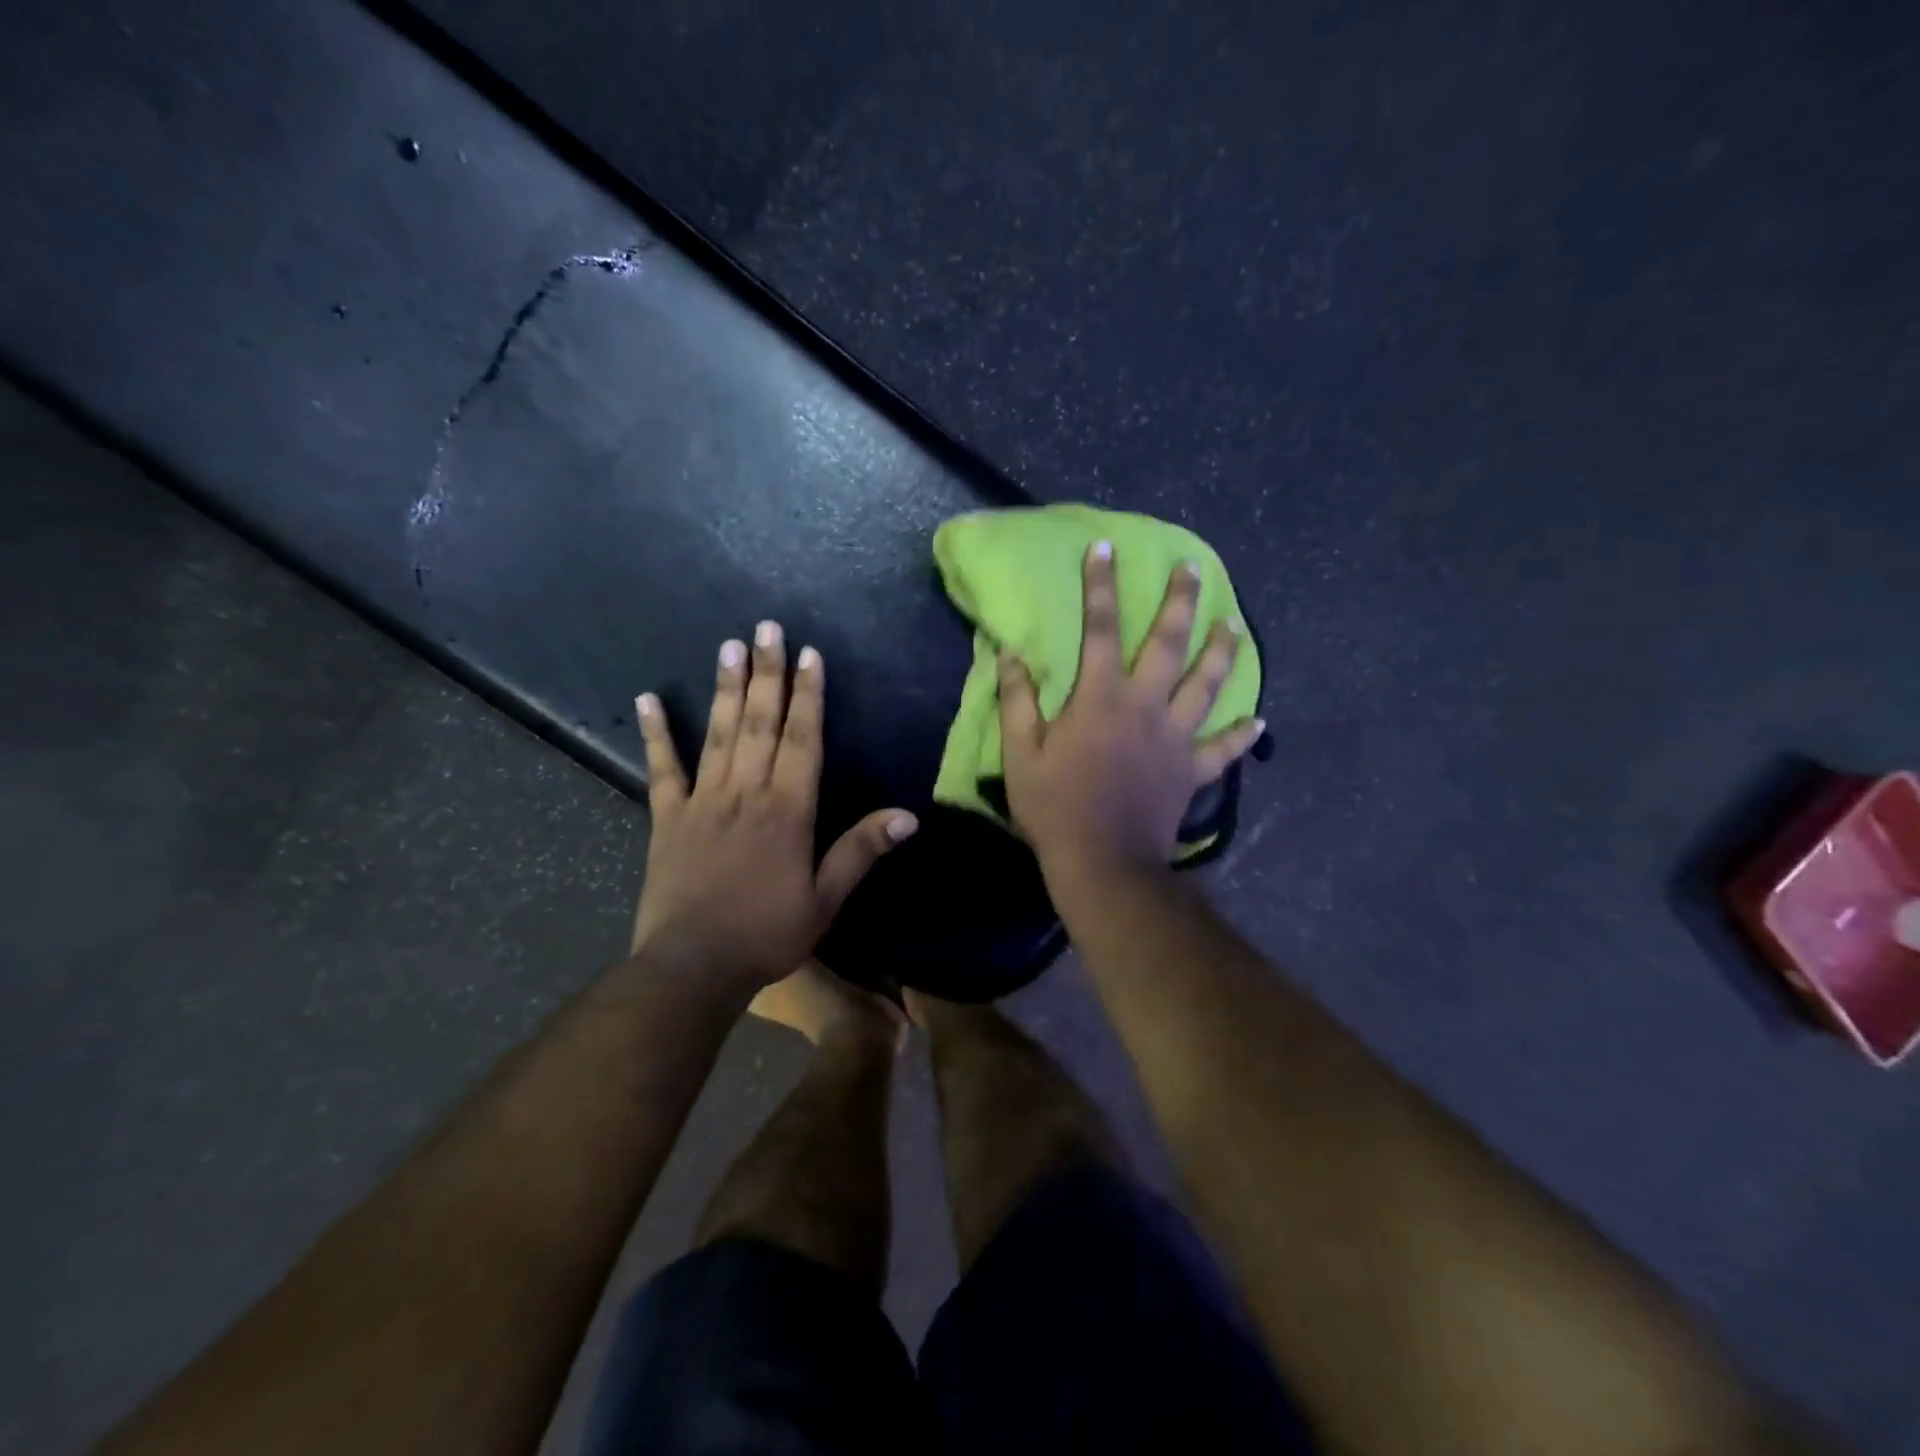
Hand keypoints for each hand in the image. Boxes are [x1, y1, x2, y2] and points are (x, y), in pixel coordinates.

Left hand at [630, 622, 916, 991]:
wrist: (693, 966)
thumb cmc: (767, 933)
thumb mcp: (826, 900)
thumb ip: (861, 851)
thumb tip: (908, 816)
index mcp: (788, 810)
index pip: (803, 740)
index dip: (808, 696)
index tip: (809, 655)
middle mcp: (746, 793)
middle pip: (760, 723)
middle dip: (768, 673)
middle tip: (768, 628)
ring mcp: (703, 801)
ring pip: (719, 734)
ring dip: (726, 688)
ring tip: (729, 646)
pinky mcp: (668, 817)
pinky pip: (662, 768)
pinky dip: (656, 733)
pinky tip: (647, 699)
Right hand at [999, 543, 1262, 876]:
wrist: (1103, 862)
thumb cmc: (1055, 808)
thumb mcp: (1021, 754)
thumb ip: (1017, 701)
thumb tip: (1011, 654)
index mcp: (1101, 698)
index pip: (1101, 629)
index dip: (1100, 586)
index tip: (1105, 548)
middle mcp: (1145, 706)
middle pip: (1169, 644)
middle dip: (1181, 601)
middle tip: (1193, 569)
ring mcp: (1175, 738)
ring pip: (1207, 685)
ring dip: (1222, 652)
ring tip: (1234, 625)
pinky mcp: (1192, 771)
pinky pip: (1223, 749)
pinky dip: (1242, 735)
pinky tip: (1260, 721)